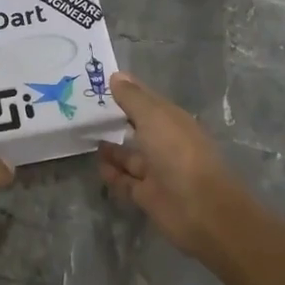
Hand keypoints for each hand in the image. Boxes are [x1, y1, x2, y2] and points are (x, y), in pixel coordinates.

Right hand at [97, 73, 246, 260]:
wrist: (200, 208)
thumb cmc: (178, 153)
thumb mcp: (154, 117)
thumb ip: (133, 97)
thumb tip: (116, 75)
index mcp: (172, 120)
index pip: (146, 101)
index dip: (126, 92)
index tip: (99, 82)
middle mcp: (165, 143)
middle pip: (138, 128)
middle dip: (117, 120)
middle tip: (85, 111)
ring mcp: (157, 171)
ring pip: (130, 156)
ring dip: (112, 149)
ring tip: (86, 138)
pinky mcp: (148, 195)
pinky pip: (125, 181)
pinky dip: (112, 174)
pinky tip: (97, 166)